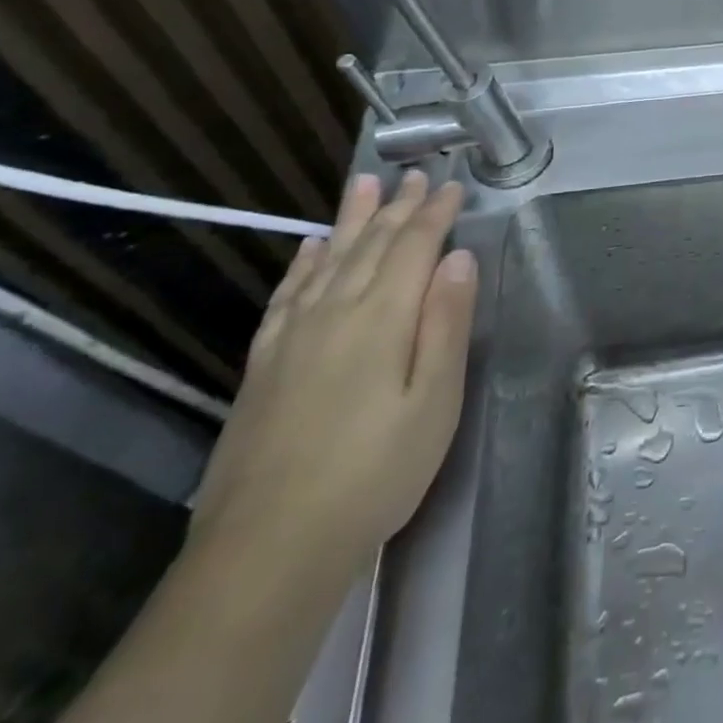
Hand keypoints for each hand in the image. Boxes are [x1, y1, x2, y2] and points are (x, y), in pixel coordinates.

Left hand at [189, 171, 475, 572]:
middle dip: (398, 206)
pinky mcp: (264, 364)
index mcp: (382, 317)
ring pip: (329, 259)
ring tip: (363, 184)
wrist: (268, 548)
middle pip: (371, 244)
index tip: (453, 186)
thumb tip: (459, 258)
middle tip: (415, 174)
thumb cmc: (375, 472)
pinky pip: (287, 295)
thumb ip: (447, 323)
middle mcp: (334, 312)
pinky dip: (304, 264)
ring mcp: (292, 337)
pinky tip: (311, 248)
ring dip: (351, 219)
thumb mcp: (435, 401)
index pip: (415, 247)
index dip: (436, 213)